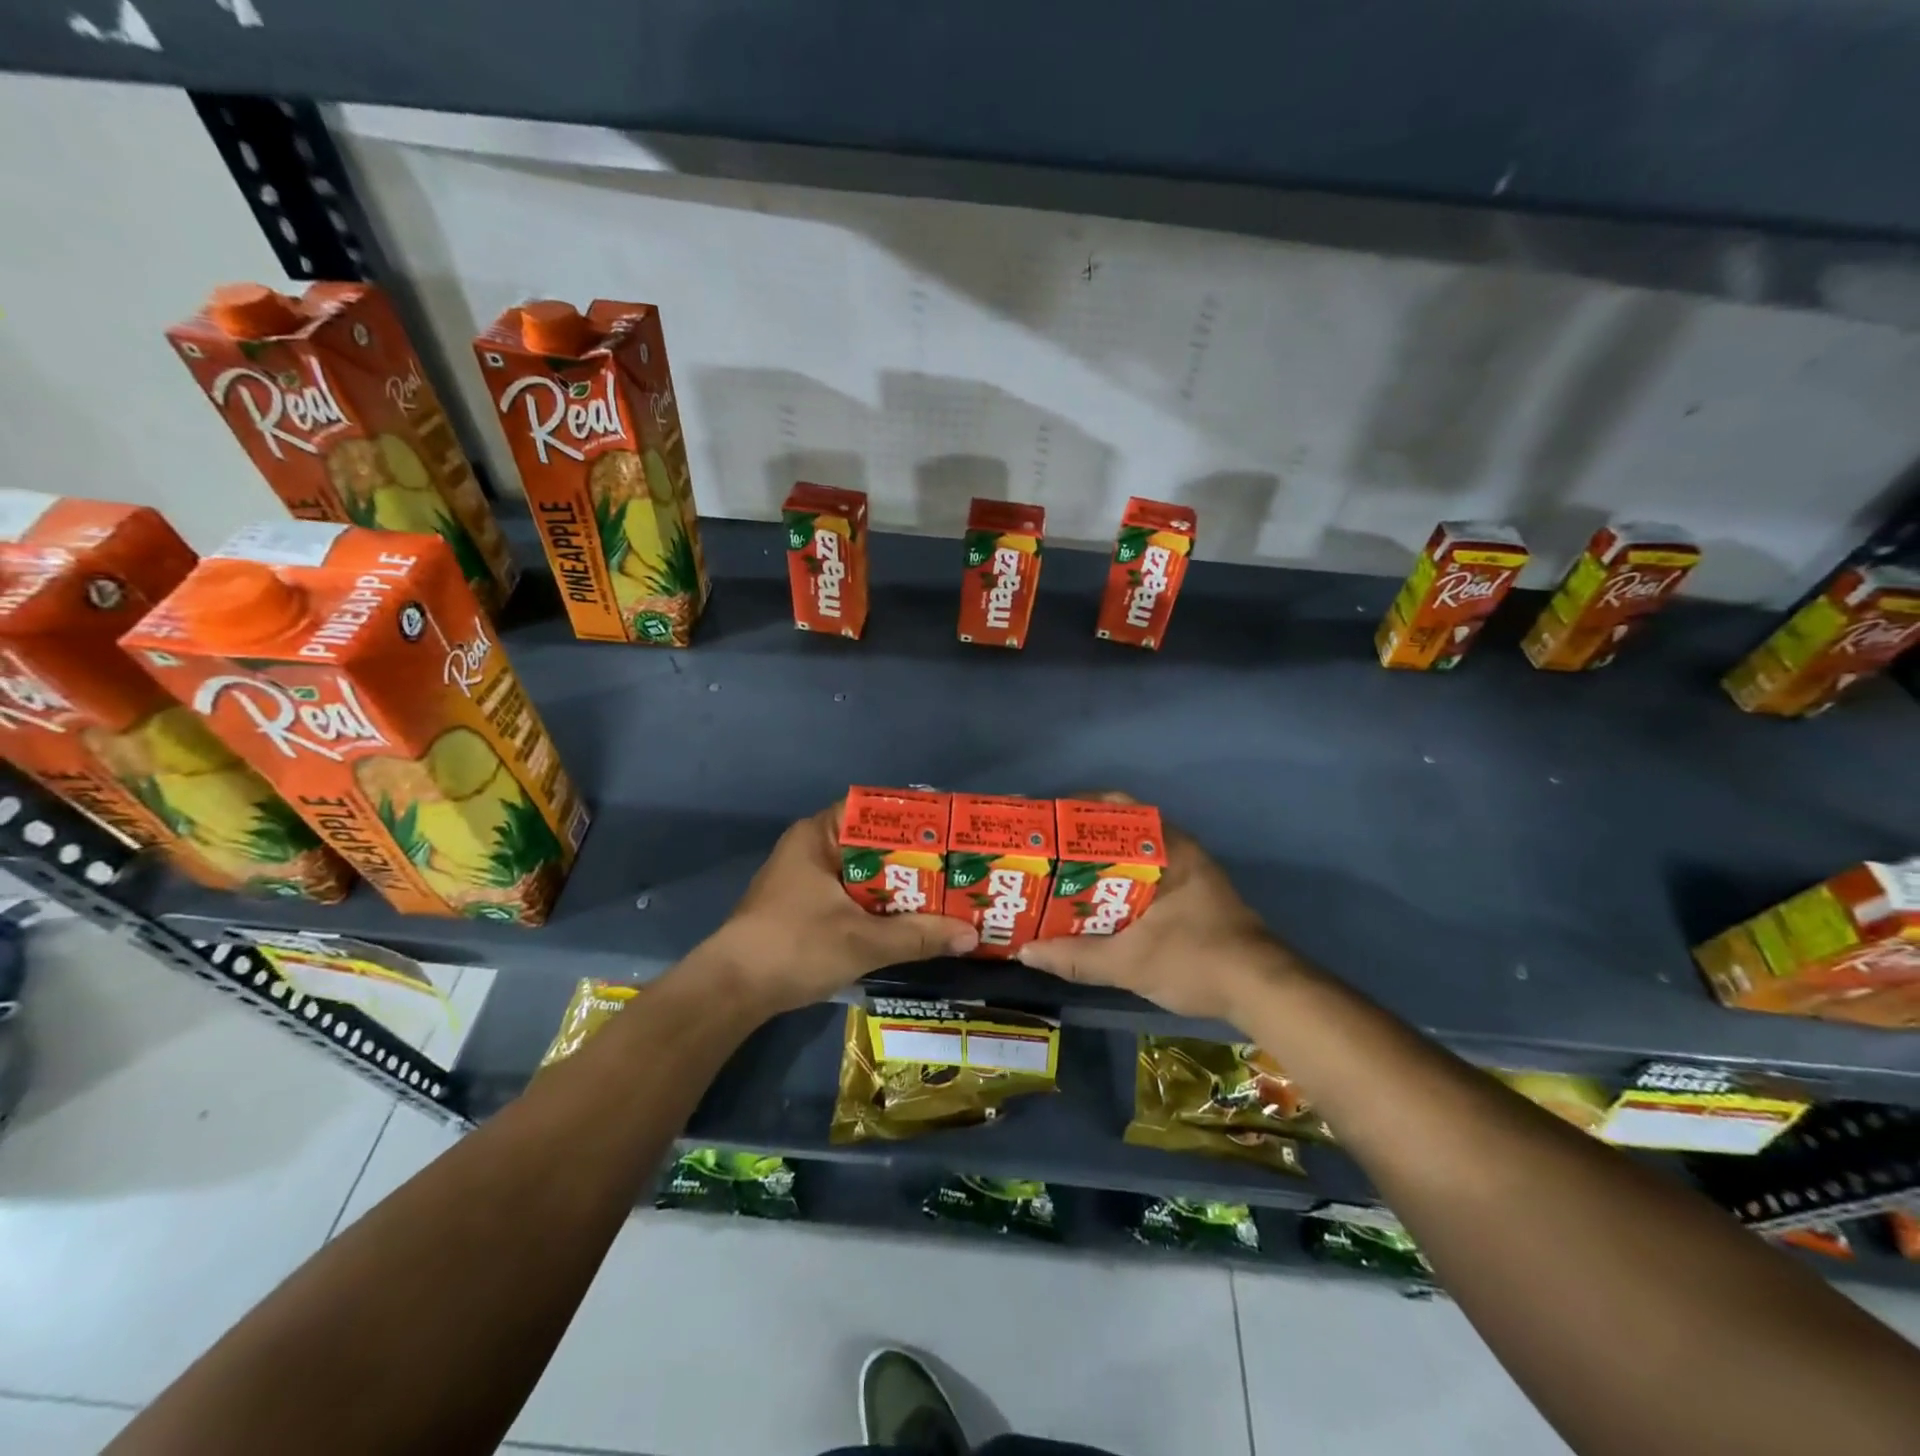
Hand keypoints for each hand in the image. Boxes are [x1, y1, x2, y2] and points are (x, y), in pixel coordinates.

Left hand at [701, 802, 978, 1014]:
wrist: (731, 991)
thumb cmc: (795, 947)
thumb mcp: (863, 941)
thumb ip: (918, 935)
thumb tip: (971, 934)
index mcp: (819, 835)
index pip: (875, 810)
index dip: (915, 820)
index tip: (951, 833)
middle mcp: (813, 848)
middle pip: (875, 844)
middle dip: (915, 858)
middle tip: (959, 867)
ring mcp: (806, 878)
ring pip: (865, 873)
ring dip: (900, 886)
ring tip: (947, 893)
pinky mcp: (805, 906)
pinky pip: (853, 894)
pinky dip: (880, 904)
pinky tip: (911, 920)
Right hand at [1016, 793, 1295, 1021]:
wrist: (1264, 990)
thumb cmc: (1196, 961)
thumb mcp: (1128, 963)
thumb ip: (1075, 957)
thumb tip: (1025, 951)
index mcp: (1165, 847)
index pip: (1115, 807)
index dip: (1076, 809)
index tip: (1044, 823)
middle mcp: (1178, 848)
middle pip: (1121, 829)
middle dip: (1081, 839)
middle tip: (1045, 853)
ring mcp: (1189, 870)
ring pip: (1134, 853)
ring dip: (1100, 862)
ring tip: (1060, 877)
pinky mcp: (1194, 893)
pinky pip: (1146, 873)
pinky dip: (1119, 880)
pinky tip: (1095, 903)